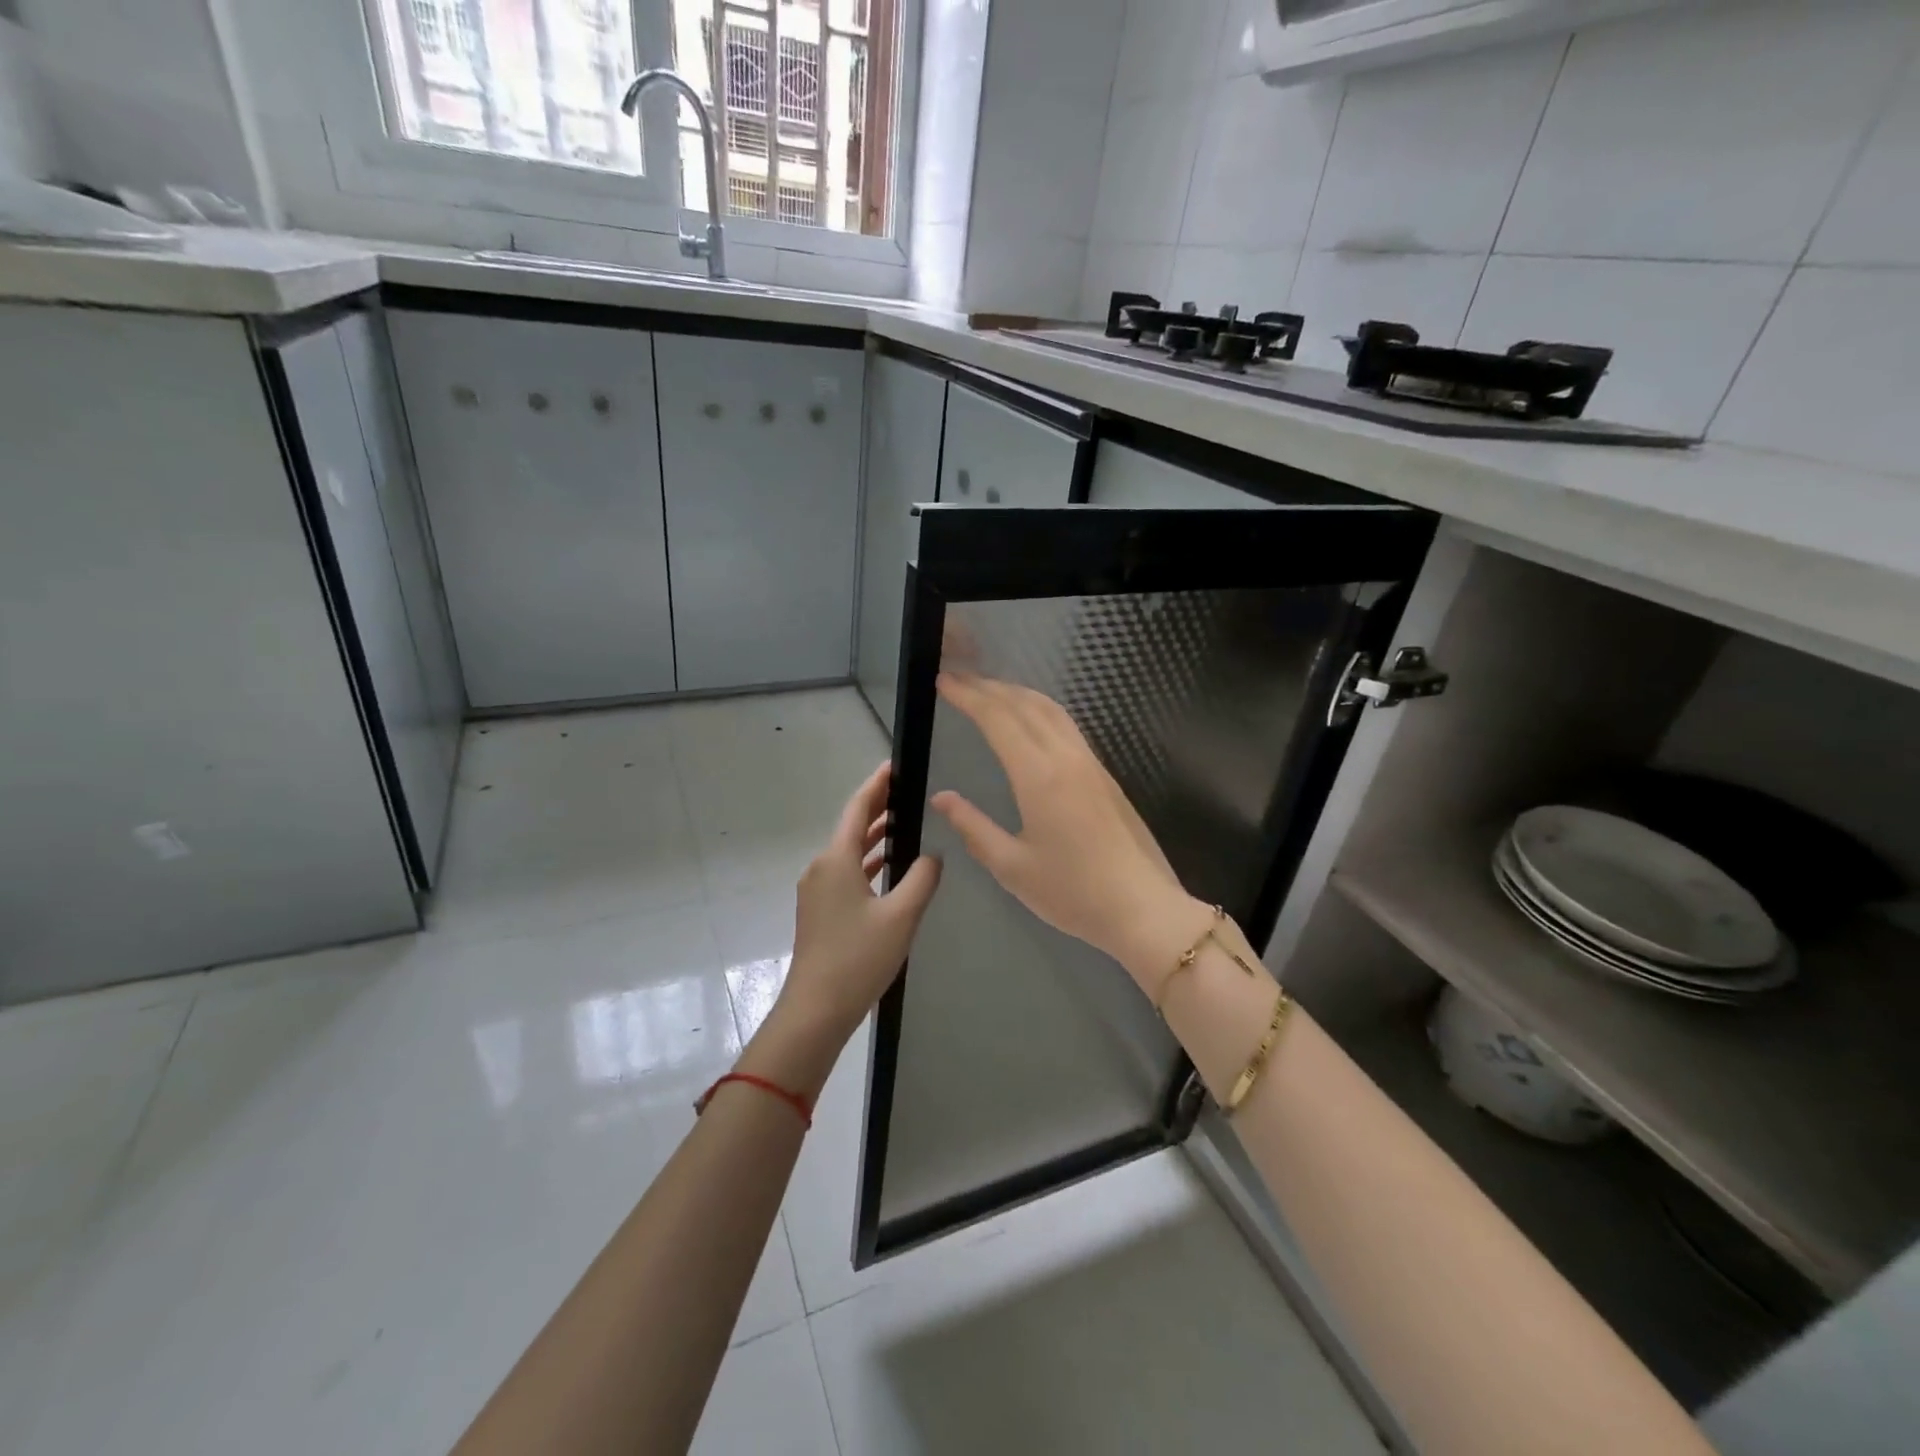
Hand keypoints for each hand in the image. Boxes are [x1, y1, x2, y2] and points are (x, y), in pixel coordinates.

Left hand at [773, 761, 942, 1047]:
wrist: (815, 1011)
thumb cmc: (857, 958)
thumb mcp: (901, 916)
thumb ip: (922, 879)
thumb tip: (932, 855)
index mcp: (836, 860)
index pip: (858, 808)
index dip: (877, 785)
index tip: (895, 765)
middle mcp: (821, 867)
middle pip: (851, 827)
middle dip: (878, 808)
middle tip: (908, 792)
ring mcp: (817, 891)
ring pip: (849, 852)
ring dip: (874, 837)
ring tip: (905, 823)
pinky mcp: (820, 911)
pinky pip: (846, 873)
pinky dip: (868, 863)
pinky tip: (889, 868)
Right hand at [929, 672, 1194, 977]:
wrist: (1143, 908)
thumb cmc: (1072, 892)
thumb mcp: (1012, 867)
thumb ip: (974, 827)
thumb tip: (943, 798)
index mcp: (1039, 775)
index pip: (998, 718)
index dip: (968, 695)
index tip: (942, 680)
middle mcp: (1066, 757)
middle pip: (1025, 704)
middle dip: (988, 686)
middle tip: (958, 678)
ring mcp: (1090, 763)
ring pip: (1051, 710)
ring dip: (1017, 693)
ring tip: (989, 690)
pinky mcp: (1104, 775)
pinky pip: (1066, 725)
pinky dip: (1039, 709)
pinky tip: (1030, 721)